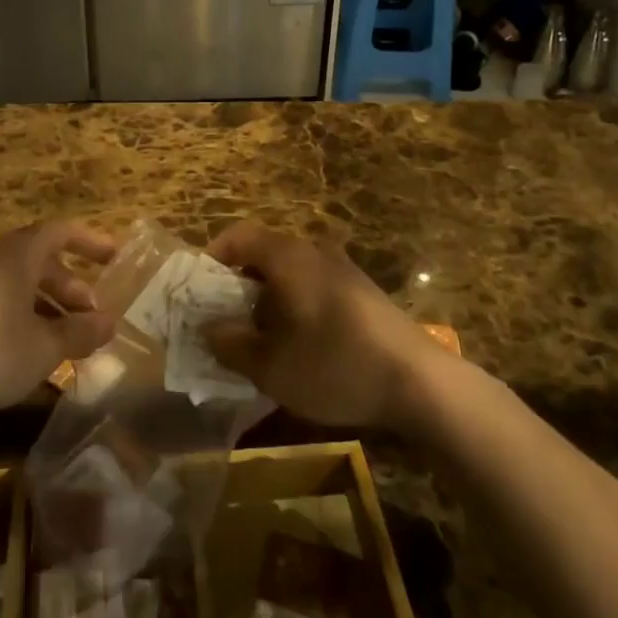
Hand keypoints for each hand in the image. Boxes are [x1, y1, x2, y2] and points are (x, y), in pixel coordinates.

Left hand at [0, 220, 118, 422]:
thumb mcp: (45, 347)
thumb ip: (81, 332)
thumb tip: (110, 323)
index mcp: (14, 255)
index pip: (60, 232)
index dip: (90, 242)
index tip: (114, 258)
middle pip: (38, 259)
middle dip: (69, 285)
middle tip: (89, 316)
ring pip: (15, 281)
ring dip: (45, 303)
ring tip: (62, 337)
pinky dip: (19, 312)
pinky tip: (26, 347)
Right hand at [203, 222, 448, 430]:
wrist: (419, 382)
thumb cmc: (335, 365)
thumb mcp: (271, 366)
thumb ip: (231, 345)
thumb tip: (208, 329)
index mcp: (289, 257)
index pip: (239, 235)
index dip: (212, 256)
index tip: (198, 290)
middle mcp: (315, 253)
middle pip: (263, 255)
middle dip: (237, 286)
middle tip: (223, 322)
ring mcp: (343, 272)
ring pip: (289, 275)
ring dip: (266, 301)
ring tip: (258, 342)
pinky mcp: (362, 294)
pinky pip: (313, 288)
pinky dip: (294, 308)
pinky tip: (298, 349)